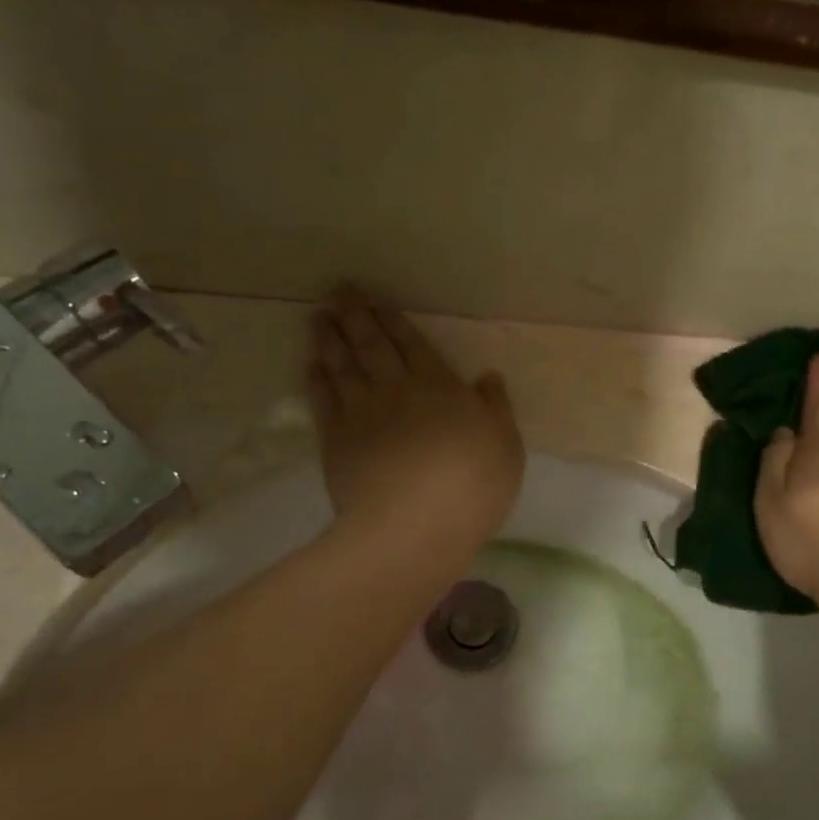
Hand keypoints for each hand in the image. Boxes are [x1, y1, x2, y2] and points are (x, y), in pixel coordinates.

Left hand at [308, 288, 524, 564]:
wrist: (413, 527)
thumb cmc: (471, 487)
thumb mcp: (506, 447)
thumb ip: (496, 409)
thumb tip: (487, 377)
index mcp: (440, 388)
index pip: (413, 344)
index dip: (393, 320)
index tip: (375, 300)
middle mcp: (397, 390)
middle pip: (372, 346)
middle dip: (356, 316)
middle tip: (338, 292)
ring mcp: (362, 414)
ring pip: (342, 366)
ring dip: (330, 340)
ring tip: (319, 318)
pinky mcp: (337, 441)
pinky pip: (324, 402)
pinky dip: (317, 381)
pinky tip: (312, 367)